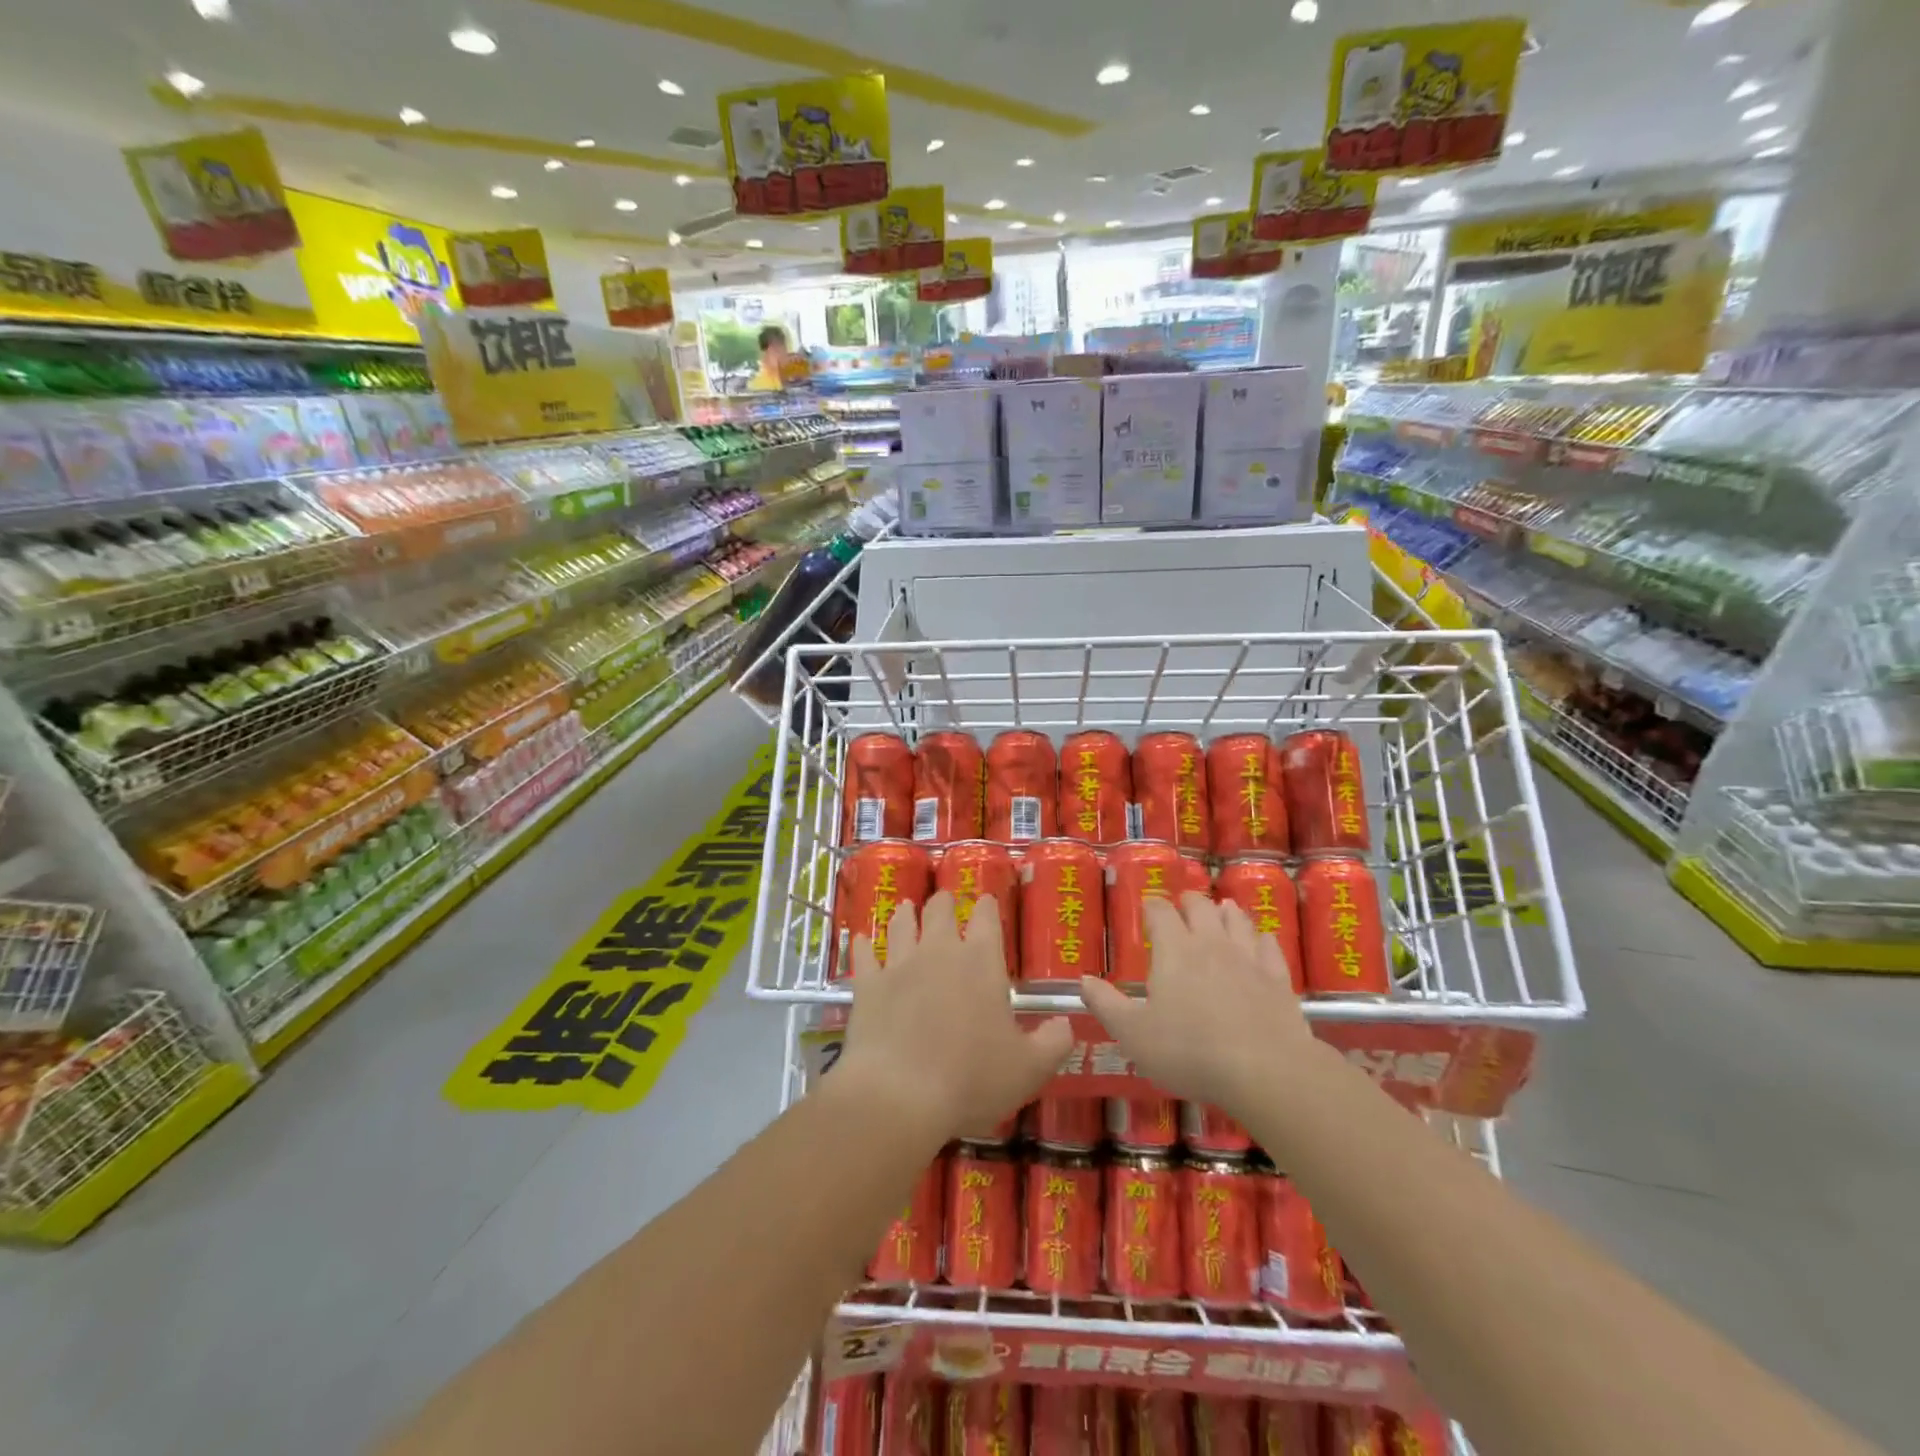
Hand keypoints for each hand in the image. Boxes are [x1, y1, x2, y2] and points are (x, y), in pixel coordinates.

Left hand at [837, 891, 1072, 1143]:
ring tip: (906, 908)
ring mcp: (898, 965)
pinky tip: (861, 939)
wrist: (898, 1095)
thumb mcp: (1029, 1069)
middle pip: (939, 911)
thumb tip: (1067, 1024)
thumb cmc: (971, 1079)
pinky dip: (864, 945)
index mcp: (980, 962)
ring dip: (905, 915)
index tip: (986, 901)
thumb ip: (1054, 1043)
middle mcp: (939, 951)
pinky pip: (864, 955)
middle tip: (944, 901)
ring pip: (901, 925)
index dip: (987, 907)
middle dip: (944, 903)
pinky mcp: (867, 985)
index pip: (986, 919)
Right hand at [1080, 892, 1327, 1111]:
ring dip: (1225, 912)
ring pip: (1236, 920)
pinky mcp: (1278, 978)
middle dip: (1188, 902)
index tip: (1147, 907)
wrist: (1265, 1070)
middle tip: (1182, 907)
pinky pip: (1269, 946)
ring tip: (1220, 911)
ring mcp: (1248, 957)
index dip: (1152, 906)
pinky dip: (1260, 939)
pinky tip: (1260, 941)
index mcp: (1174, 950)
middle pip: (1200, 907)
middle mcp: (1211, 943)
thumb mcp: (1133, 1034)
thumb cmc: (1189, 1050)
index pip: (1160, 911)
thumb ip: (1106, 1004)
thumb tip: (1083, 980)